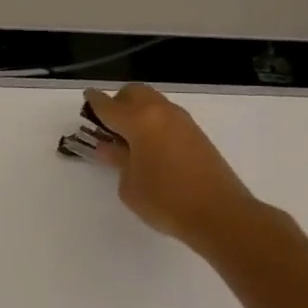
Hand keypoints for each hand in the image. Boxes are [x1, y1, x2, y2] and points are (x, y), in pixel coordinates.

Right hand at [83, 84, 261, 243]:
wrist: (221, 214)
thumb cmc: (166, 200)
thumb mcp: (129, 185)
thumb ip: (117, 160)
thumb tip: (109, 147)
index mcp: (139, 121)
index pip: (108, 105)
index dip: (94, 101)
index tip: (86, 97)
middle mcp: (161, 113)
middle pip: (134, 92)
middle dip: (118, 102)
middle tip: (109, 125)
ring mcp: (182, 121)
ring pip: (153, 102)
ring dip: (138, 111)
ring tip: (129, 138)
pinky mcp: (197, 134)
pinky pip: (167, 117)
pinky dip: (154, 122)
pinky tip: (151, 146)